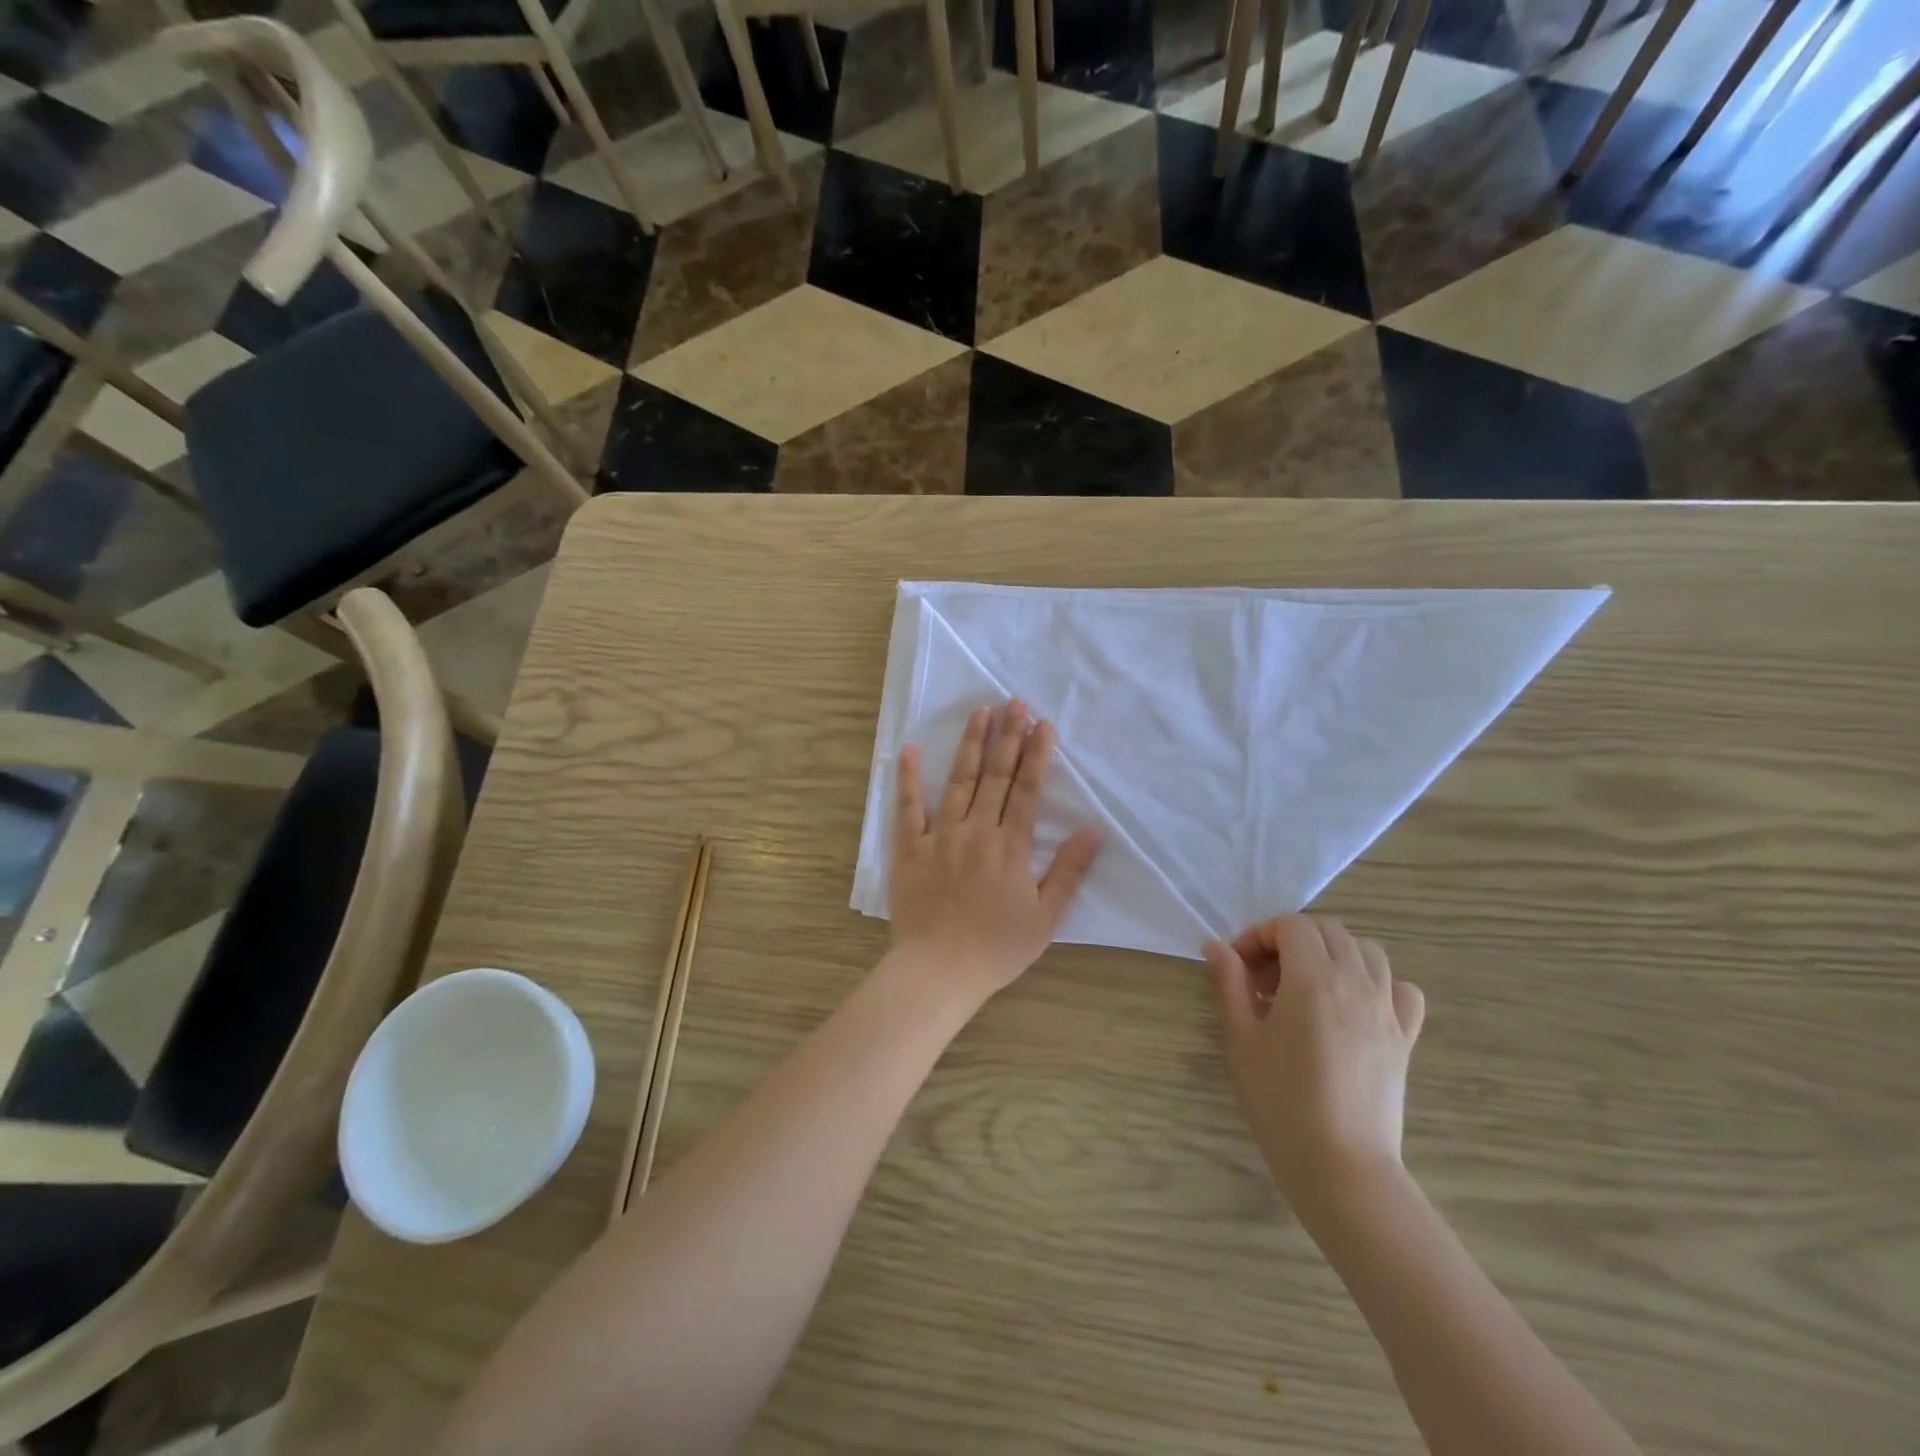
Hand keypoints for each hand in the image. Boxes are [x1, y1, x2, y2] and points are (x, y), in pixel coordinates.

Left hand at [889, 702, 1103, 1007]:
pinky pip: (908, 806)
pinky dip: (908, 777)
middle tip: (1015, 703)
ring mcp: (941, 835)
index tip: (1043, 724)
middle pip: (996, 776)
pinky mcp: (910, 847)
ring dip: (971, 744)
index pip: (1028, 790)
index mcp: (1011, 846)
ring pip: (959, 780)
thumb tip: (1094, 831)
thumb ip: (1069, 871)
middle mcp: (978, 830)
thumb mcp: (1046, 917)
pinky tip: (909, 749)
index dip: (1037, 755)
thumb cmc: (996, 948)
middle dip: (1008, 737)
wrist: (939, 970)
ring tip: (981, 712)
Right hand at [1204, 916, 1424, 1205]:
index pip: (1291, 925)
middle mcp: (1356, 982)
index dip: (1259, 935)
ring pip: (1366, 951)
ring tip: (1305, 988)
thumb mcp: (1241, 1038)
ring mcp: (1387, 1009)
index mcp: (1313, 978)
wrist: (1341, 1165)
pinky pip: (1400, 989)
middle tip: (1264, 978)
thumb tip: (1216, 946)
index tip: (1239, 967)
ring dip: (1332, 954)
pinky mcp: (1405, 1038)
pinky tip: (1354, 1007)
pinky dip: (1377, 983)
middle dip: (1291, 940)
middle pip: (1328, 930)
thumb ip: (1229, 984)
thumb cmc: (1280, 1100)